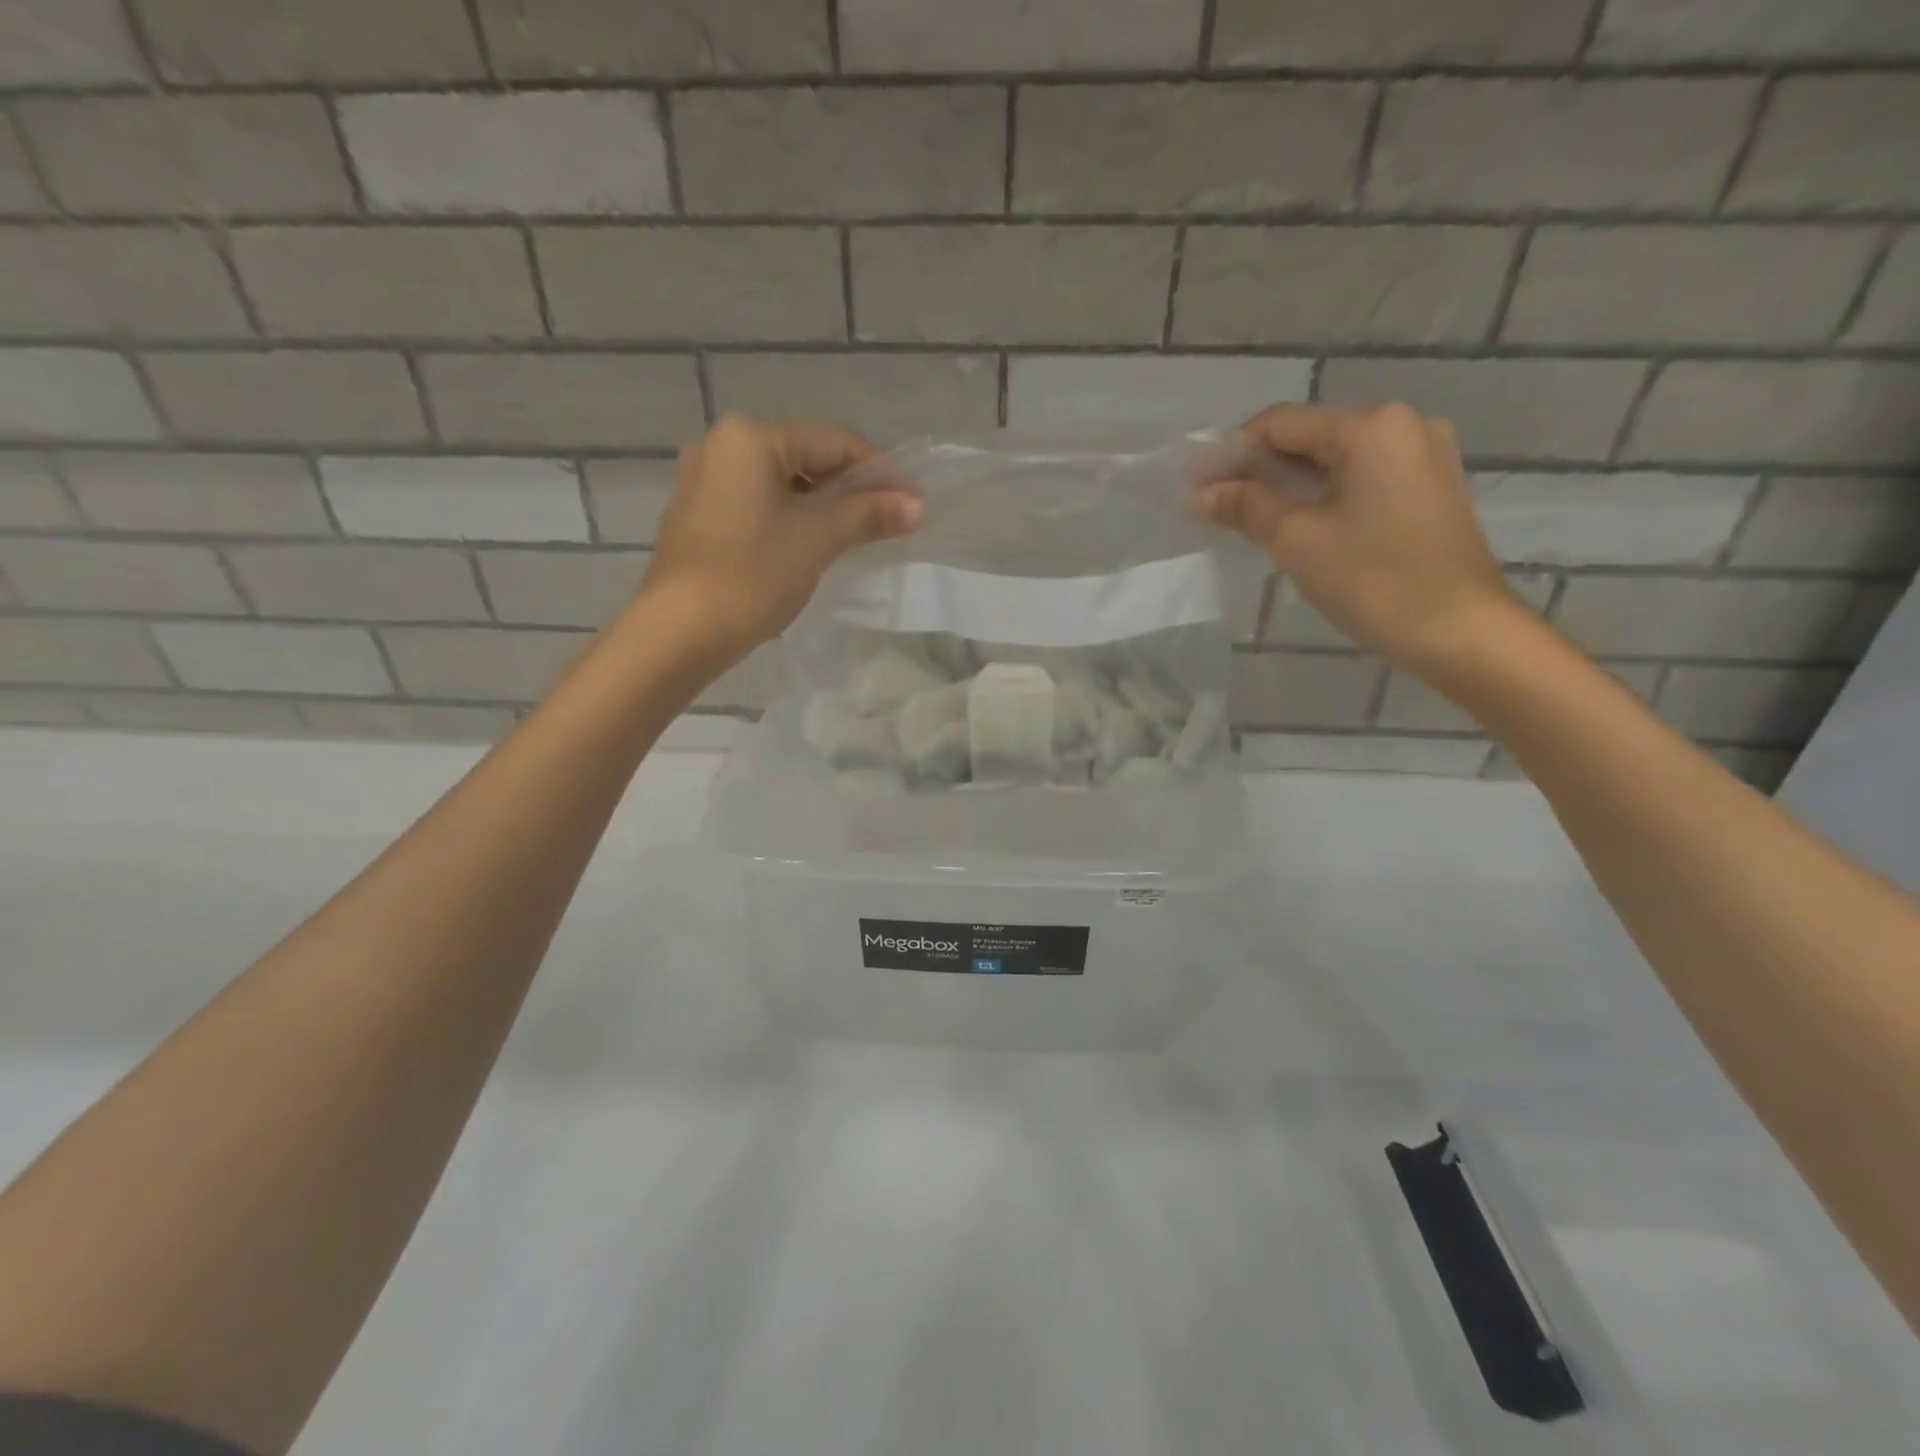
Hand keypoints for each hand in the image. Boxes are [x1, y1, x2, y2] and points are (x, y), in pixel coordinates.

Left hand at [639, 415, 922, 657]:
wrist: (681, 631)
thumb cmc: (753, 574)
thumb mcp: (819, 539)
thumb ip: (869, 515)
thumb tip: (918, 504)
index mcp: (751, 437)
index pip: (834, 442)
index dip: (879, 471)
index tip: (911, 504)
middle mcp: (721, 445)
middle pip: (806, 458)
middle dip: (849, 489)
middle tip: (886, 523)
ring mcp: (702, 480)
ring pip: (780, 483)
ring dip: (820, 506)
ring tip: (853, 537)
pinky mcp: (696, 515)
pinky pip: (756, 504)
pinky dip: (788, 519)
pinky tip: (807, 547)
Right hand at [1194, 401, 1524, 674]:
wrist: (1459, 630)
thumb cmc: (1372, 577)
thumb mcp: (1296, 539)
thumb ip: (1245, 506)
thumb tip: (1200, 494)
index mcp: (1371, 426)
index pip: (1281, 423)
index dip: (1232, 453)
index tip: (1198, 487)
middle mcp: (1404, 426)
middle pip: (1311, 437)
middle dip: (1260, 471)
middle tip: (1218, 507)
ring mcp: (1424, 458)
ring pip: (1337, 461)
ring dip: (1290, 486)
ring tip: (1251, 520)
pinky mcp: (1431, 490)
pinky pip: (1364, 480)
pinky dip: (1325, 496)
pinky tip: (1300, 526)